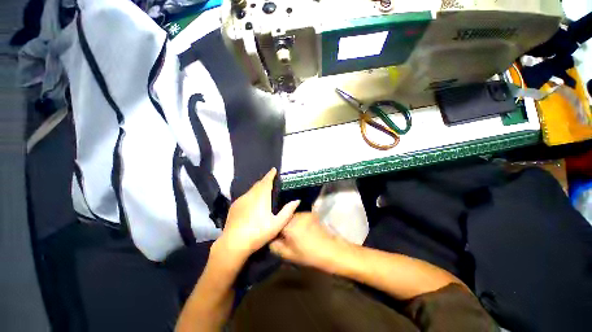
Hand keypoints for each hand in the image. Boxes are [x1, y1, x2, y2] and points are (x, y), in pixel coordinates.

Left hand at [215, 168, 299, 263]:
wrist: (233, 243)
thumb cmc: (258, 233)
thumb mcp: (277, 224)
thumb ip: (288, 211)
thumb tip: (297, 200)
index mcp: (261, 196)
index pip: (267, 181)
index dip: (271, 174)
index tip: (274, 169)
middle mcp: (250, 195)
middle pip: (258, 184)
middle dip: (265, 180)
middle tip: (271, 180)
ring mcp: (241, 200)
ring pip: (251, 190)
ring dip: (258, 188)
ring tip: (263, 191)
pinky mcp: (234, 206)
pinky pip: (245, 196)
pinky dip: (251, 195)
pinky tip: (252, 203)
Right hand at [270, 213, 347, 273]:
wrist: (331, 250)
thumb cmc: (310, 255)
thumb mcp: (289, 255)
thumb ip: (275, 246)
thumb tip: (269, 238)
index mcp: (289, 226)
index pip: (274, 222)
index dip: (272, 227)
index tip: (273, 233)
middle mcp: (295, 215)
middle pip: (282, 216)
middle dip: (281, 222)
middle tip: (282, 232)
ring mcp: (304, 212)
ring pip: (291, 214)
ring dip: (289, 220)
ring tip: (292, 229)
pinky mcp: (310, 212)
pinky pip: (299, 213)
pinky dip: (297, 218)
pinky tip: (300, 226)